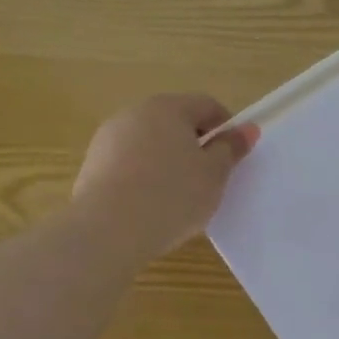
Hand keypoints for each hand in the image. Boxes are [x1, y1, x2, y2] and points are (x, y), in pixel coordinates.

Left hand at [71, 94, 256, 257]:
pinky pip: (129, 164)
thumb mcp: (215, 174)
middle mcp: (134, 114)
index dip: (226, 128)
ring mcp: (107, 140)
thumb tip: (247, 129)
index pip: (207, 105)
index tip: (233, 156)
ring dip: (168, 161)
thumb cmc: (172, 195)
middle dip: (195, 144)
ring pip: (150, 144)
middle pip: (175, 122)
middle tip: (209, 178)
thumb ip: (231, 148)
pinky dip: (144, 177)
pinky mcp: (90, 167)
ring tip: (178, 197)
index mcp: (168, 107)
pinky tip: (151, 206)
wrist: (106, 232)